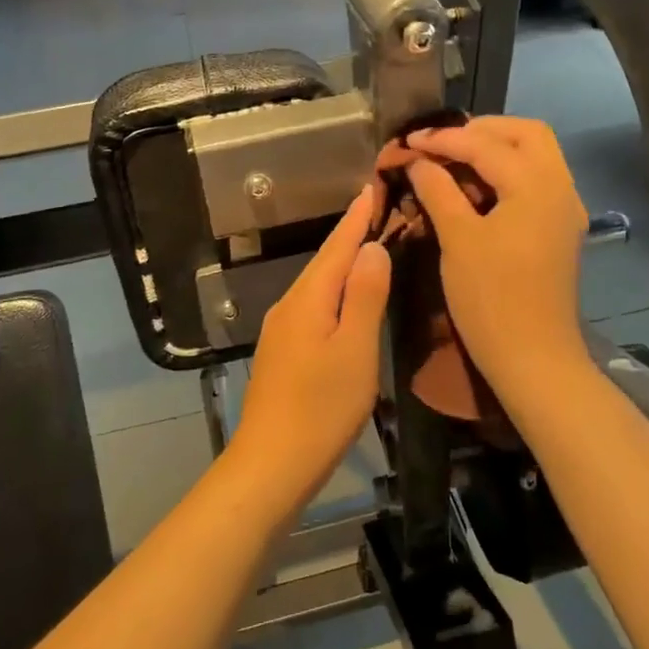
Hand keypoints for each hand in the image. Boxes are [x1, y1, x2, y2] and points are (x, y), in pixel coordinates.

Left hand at [231, 185, 392, 510]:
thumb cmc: (321, 407)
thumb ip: (364, 295)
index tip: (372, 185)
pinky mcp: (283, 351)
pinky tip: (345, 298)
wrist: (270, 463)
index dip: (357, 217)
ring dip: (343, 262)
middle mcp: (290, 304)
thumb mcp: (354, 349)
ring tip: (369, 245)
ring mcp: (282, 329)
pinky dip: (334, 291)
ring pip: (318, 284)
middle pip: (324, 261)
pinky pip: (313, 305)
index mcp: (308, 297)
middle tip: (377, 209)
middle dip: (350, 234)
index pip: (337, 245)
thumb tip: (371, 246)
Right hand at [402, 118, 590, 397]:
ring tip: (453, 160)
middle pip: (526, 134)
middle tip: (441, 143)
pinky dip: (507, 172)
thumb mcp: (457, 239)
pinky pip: (536, 180)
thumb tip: (417, 161)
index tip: (408, 140)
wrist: (533, 358)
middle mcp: (560, 187)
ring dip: (496, 149)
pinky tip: (476, 188)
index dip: (443, 139)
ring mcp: (564, 209)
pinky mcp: (559, 228)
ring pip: (535, 155)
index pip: (485, 144)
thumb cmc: (491, 298)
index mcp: (536, 185)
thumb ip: (437, 190)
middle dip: (481, 130)